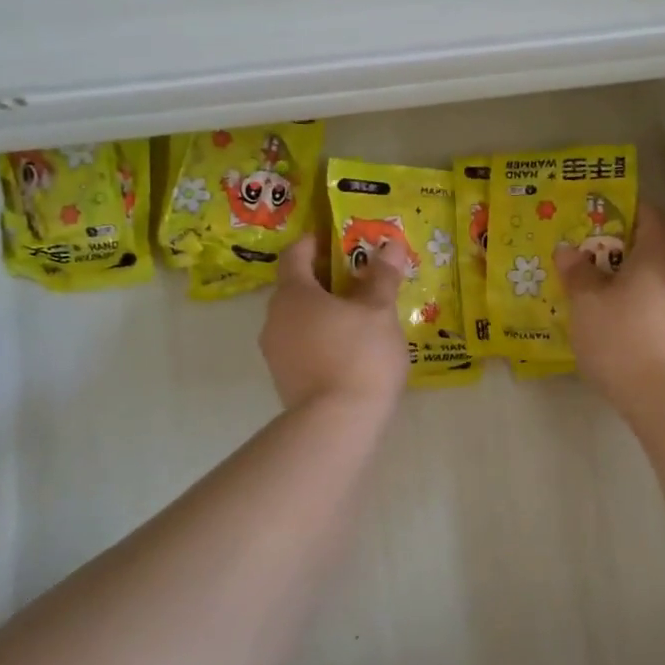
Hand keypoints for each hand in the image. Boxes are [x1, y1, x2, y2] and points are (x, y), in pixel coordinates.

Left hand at [260, 234, 410, 411]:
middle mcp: (274, 319)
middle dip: (324, 279)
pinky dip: (321, 338)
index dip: (314, 242)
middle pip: (296, 288)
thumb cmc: (359, 355)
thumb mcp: (379, 312)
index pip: (295, 254)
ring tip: (358, 315)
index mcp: (293, 294)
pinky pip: (301, 346)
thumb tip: (390, 244)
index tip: (337, 239)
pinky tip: (349, 349)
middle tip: (359, 278)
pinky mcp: (284, 380)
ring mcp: (275, 353)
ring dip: (323, 312)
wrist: (336, 424)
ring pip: (298, 320)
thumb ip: (382, 277)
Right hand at [556, 203, 664, 410]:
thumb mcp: (587, 300)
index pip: (649, 215)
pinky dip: (625, 304)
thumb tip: (568, 250)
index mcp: (656, 255)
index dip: (624, 208)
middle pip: (647, 248)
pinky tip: (600, 318)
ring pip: (646, 280)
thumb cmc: (622, 335)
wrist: (662, 396)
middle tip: (579, 248)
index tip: (594, 211)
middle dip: (613, 246)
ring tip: (583, 283)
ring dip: (617, 278)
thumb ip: (577, 272)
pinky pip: (646, 306)